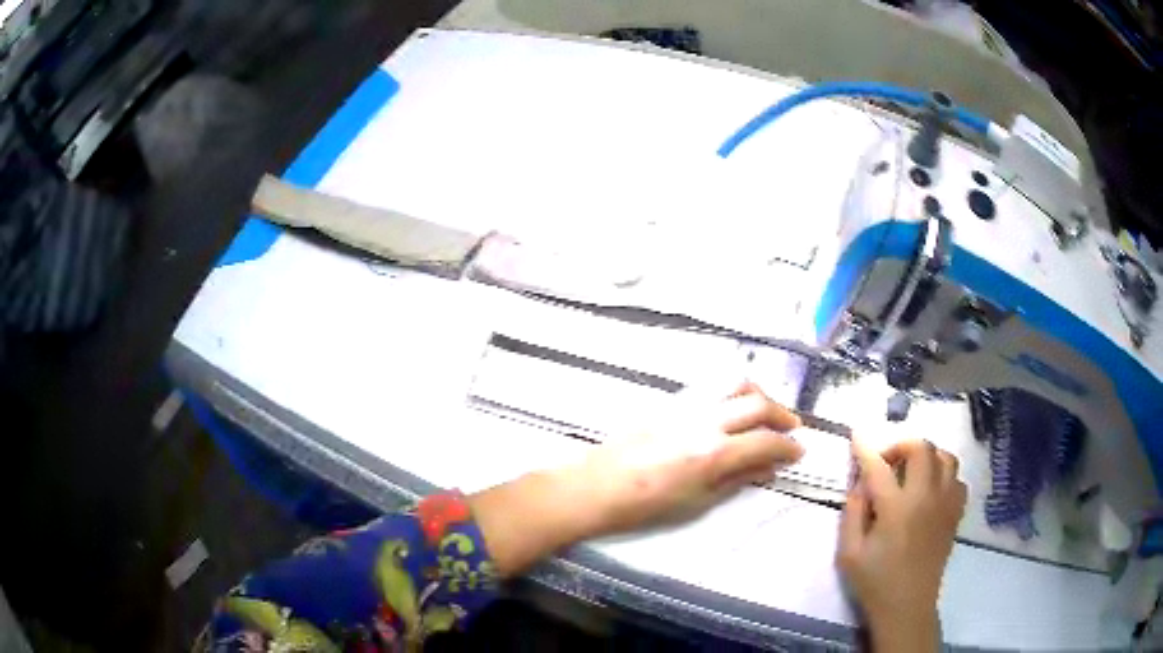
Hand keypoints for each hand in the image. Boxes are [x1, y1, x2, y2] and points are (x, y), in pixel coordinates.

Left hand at [470, 382, 804, 575]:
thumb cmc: (645, 505)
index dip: (788, 446)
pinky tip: (735, 408)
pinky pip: (712, 386)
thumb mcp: (697, 501)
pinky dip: (734, 392)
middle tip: (793, 428)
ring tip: (767, 412)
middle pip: (758, 405)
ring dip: (759, 395)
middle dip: (783, 414)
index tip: (799, 451)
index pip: (766, 442)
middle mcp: (705, 422)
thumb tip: (767, 468)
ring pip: (736, 384)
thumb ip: (737, 480)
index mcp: (713, 453)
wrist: (596, 486)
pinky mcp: (671, 400)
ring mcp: (687, 406)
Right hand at [837, 439, 965, 652]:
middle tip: (887, 461)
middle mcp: (925, 497)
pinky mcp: (955, 513)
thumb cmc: (874, 582)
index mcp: (896, 508)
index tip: (856, 435)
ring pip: (946, 457)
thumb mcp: (849, 553)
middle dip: (901, 445)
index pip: (879, 467)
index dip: (865, 449)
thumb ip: (852, 512)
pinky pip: (957, 479)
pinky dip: (944, 476)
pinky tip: (930, 490)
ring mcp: (945, 503)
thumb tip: (859, 482)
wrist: (907, 606)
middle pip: (922, 448)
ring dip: (926, 456)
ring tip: (911, 471)